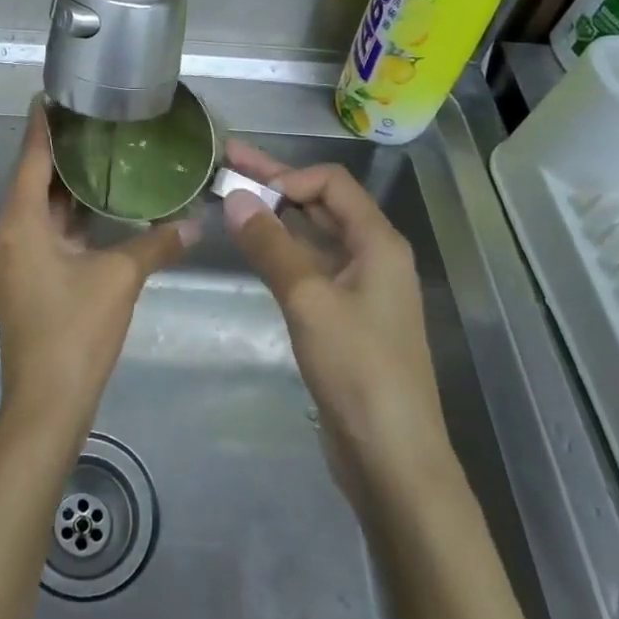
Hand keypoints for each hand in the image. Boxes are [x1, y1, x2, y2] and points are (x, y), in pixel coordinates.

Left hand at [0, 103, 198, 444]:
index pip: (30, 157)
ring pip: (38, 206)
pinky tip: (97, 203)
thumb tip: (197, 221)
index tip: (56, 92)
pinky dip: (67, 212)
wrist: (46, 404)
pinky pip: (44, 229)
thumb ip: (157, 243)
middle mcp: (9, 233)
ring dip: (64, 182)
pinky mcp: (26, 277)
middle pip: (31, 178)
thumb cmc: (75, 332)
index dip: (43, 124)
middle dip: (59, 149)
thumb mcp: (119, 279)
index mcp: (20, 223)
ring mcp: (15, 258)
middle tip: (94, 118)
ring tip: (100, 151)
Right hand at [220, 142, 451, 500]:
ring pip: (313, 236)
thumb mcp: (309, 301)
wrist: (392, 457)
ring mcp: (359, 288)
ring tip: (231, 201)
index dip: (288, 177)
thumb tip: (236, 198)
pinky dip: (281, 251)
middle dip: (275, 184)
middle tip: (226, 162)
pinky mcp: (344, 316)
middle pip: (322, 205)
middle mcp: (372, 256)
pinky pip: (310, 267)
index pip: (331, 183)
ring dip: (275, 217)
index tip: (246, 190)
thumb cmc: (358, 370)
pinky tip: (253, 248)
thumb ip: (271, 246)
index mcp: (378, 242)